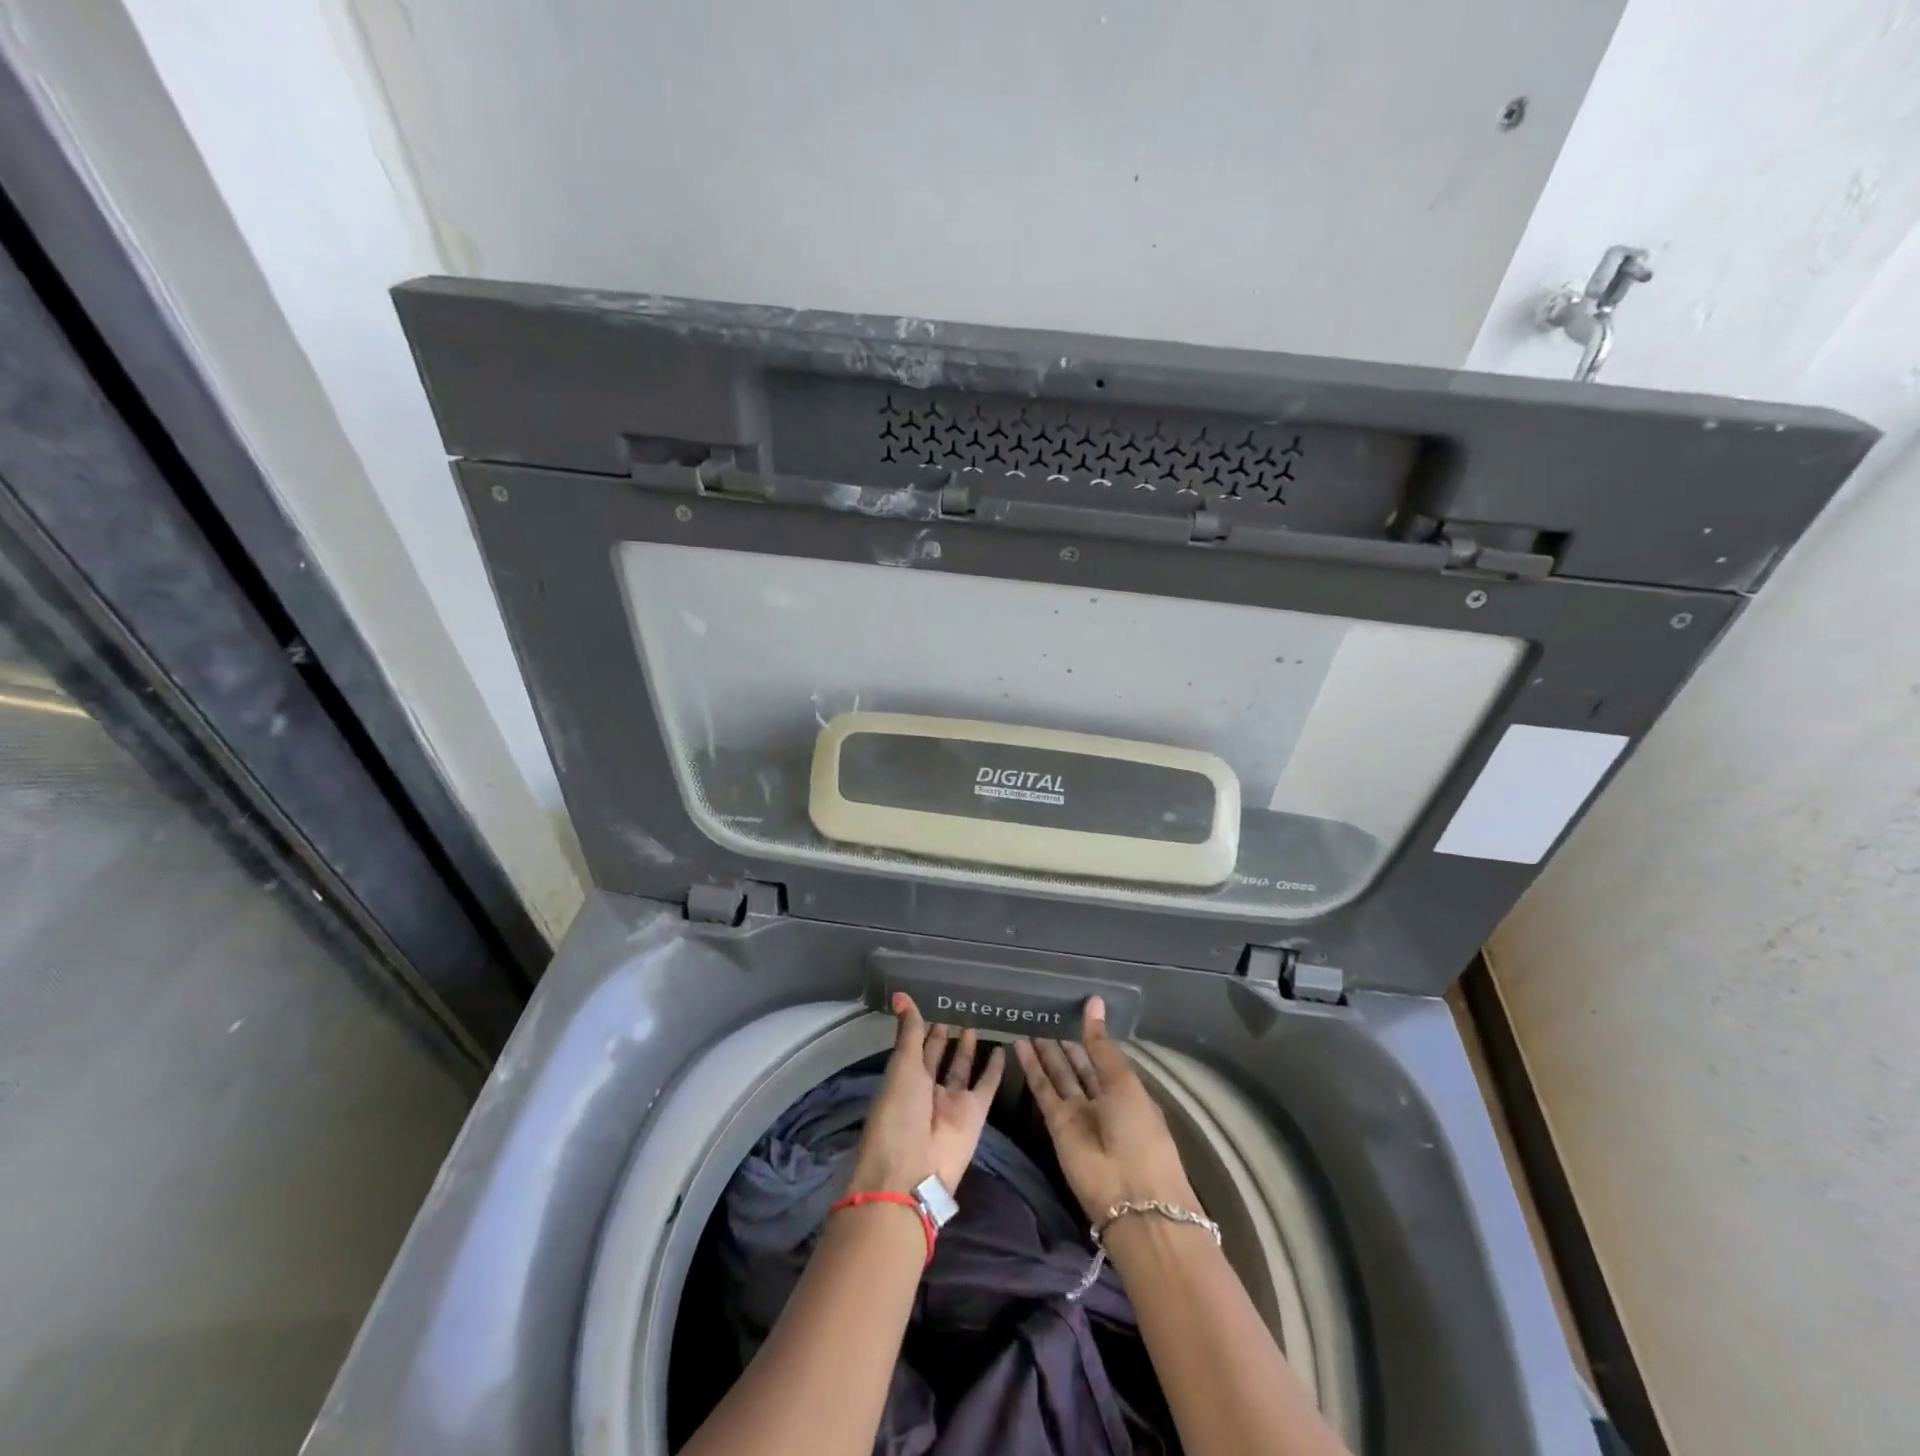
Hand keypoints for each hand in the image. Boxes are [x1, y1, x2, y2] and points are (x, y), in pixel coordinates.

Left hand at [848, 994, 1006, 1196]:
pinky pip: (986, 1085)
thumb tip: (900, 994)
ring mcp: (951, 1101)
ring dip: (967, 1048)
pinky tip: (1003, 1049)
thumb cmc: (898, 1112)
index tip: (933, 1000)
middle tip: (957, 1006)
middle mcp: (926, 1089)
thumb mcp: (902, 1066)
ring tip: (975, 1021)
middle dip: (945, 1034)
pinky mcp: (975, 1113)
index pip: (914, 1045)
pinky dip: (995, 1069)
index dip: (922, 1025)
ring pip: (961, 1068)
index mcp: (903, 1078)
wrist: (914, 1170)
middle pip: (937, 1056)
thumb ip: (908, 1031)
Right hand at [1015, 997, 1196, 1222]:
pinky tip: (1021, 1044)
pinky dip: (1032, 1068)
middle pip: (1080, 1066)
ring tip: (1030, 1023)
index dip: (1090, 1035)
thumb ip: (1102, 1045)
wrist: (1130, 1195)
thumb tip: (1094, 1002)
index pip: (1104, 1057)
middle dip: (1065, 1043)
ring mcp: (1078, 1113)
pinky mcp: (1056, 1124)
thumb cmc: (1139, 1132)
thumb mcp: (1124, 1082)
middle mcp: (1102, 1101)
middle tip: (1047, 1013)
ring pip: (1059, 1075)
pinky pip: (1042, 1089)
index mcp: (1127, 1091)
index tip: (1075, 1009)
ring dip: (1045, 1052)